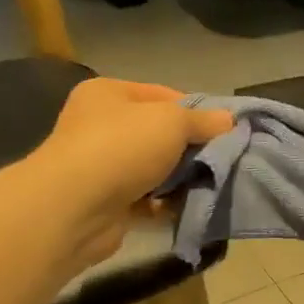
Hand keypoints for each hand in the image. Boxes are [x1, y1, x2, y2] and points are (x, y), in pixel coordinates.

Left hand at [39, 79, 234, 266]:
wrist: (74, 209)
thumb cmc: (121, 148)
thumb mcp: (171, 122)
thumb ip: (203, 121)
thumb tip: (229, 120)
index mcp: (109, 94)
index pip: (164, 95)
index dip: (197, 111)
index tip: (225, 130)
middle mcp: (101, 126)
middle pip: (160, 134)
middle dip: (192, 148)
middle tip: (223, 159)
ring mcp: (102, 166)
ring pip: (156, 169)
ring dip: (181, 179)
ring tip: (211, 185)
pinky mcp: (107, 203)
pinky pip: (147, 200)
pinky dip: (166, 204)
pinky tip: (188, 207)